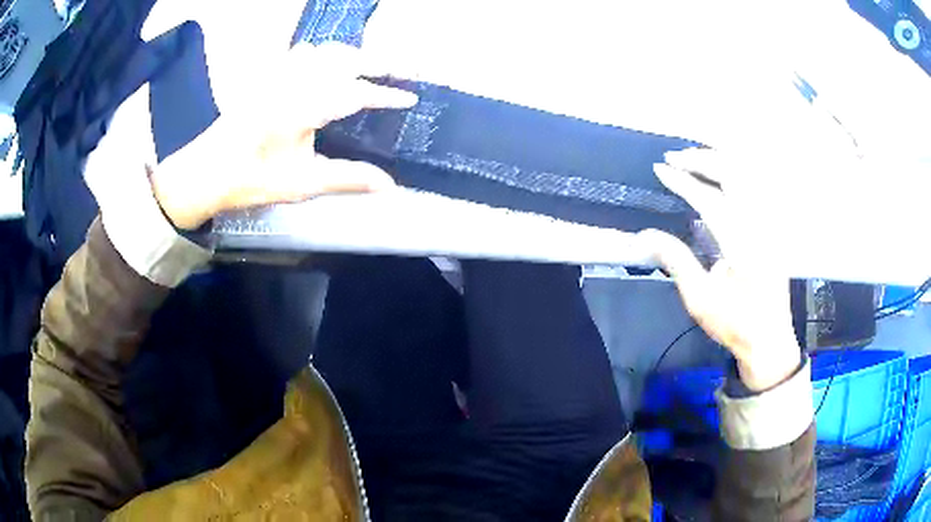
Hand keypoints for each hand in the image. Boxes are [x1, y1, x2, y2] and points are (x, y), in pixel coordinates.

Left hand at [149, 42, 417, 229]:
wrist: (206, 171)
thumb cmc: (252, 179)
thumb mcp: (303, 183)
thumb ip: (348, 178)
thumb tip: (389, 185)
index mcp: (305, 105)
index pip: (357, 92)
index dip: (388, 94)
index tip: (412, 97)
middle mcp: (295, 80)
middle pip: (347, 58)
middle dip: (380, 62)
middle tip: (405, 70)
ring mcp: (279, 74)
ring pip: (326, 50)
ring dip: (353, 55)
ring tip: (371, 67)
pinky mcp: (267, 76)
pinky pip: (301, 52)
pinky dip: (324, 54)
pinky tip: (326, 65)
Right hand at [638, 148, 800, 391]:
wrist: (769, 339)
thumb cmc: (734, 323)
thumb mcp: (700, 300)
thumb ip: (676, 261)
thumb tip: (647, 235)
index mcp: (741, 245)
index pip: (709, 199)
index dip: (682, 181)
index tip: (660, 169)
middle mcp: (759, 225)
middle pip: (733, 174)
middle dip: (701, 159)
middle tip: (674, 157)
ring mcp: (769, 224)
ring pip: (748, 174)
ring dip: (720, 160)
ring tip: (694, 158)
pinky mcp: (772, 227)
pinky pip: (756, 186)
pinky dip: (737, 171)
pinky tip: (723, 173)